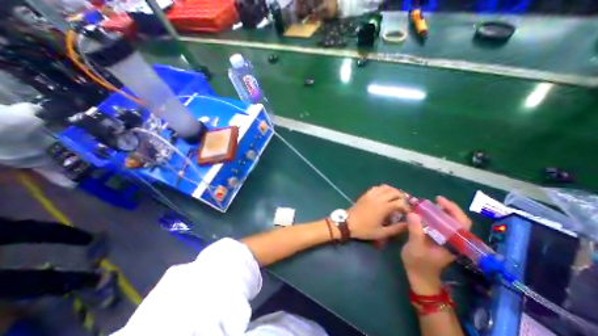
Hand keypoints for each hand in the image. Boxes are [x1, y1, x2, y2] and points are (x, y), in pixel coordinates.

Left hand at [347, 185, 411, 239]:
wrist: (348, 222)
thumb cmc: (364, 229)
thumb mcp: (381, 233)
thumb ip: (396, 229)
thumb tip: (408, 225)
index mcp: (383, 207)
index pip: (400, 202)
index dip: (407, 207)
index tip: (408, 213)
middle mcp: (378, 198)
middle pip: (395, 192)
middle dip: (402, 197)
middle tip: (403, 205)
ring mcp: (371, 194)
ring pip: (386, 187)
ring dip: (393, 191)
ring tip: (395, 199)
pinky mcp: (366, 194)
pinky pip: (377, 187)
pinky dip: (383, 189)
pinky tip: (384, 196)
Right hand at [402, 196, 471, 293]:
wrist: (419, 275)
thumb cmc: (419, 263)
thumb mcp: (415, 247)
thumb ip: (415, 231)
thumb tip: (413, 213)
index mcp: (453, 243)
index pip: (461, 223)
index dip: (453, 209)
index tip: (439, 199)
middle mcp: (452, 240)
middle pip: (454, 220)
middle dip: (443, 208)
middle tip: (429, 200)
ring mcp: (444, 239)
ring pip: (446, 221)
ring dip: (436, 211)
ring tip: (423, 205)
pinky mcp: (437, 238)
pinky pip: (437, 224)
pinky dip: (430, 217)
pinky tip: (420, 213)